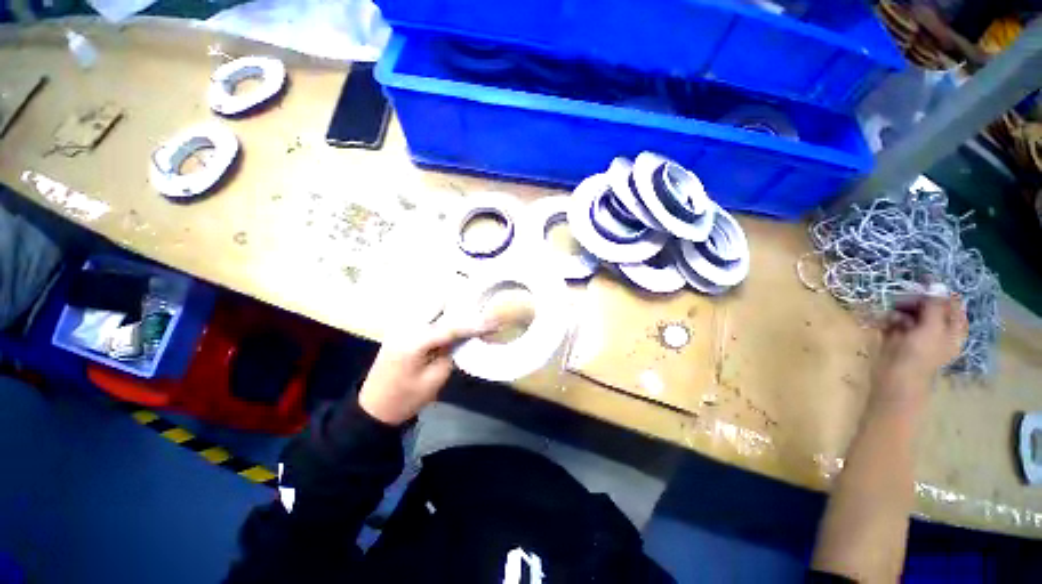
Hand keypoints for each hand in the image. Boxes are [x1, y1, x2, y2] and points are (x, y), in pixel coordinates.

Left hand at [357, 317, 497, 425]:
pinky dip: (442, 313)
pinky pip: (426, 312)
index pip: (452, 327)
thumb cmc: (405, 398)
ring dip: (453, 307)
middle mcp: (407, 325)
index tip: (495, 322)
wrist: (373, 407)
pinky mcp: (401, 327)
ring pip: (432, 304)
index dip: (475, 324)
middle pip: (440, 304)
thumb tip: (466, 336)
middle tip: (483, 313)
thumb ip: (452, 352)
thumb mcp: (435, 379)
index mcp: (415, 340)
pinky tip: (453, 319)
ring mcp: (401, 324)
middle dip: (463, 306)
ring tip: (472, 314)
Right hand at [871, 294, 967, 411]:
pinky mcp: (900, 337)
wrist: (895, 377)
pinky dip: (889, 319)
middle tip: (901, 301)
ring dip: (899, 310)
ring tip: (890, 316)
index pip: (952, 304)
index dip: (939, 294)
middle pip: (930, 307)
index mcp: (953, 329)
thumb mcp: (932, 327)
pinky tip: (883, 322)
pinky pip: (896, 321)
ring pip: (910, 313)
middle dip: (915, 302)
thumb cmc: (919, 354)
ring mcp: (918, 334)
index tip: (924, 285)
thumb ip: (935, 305)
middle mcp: (938, 330)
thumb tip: (936, 284)